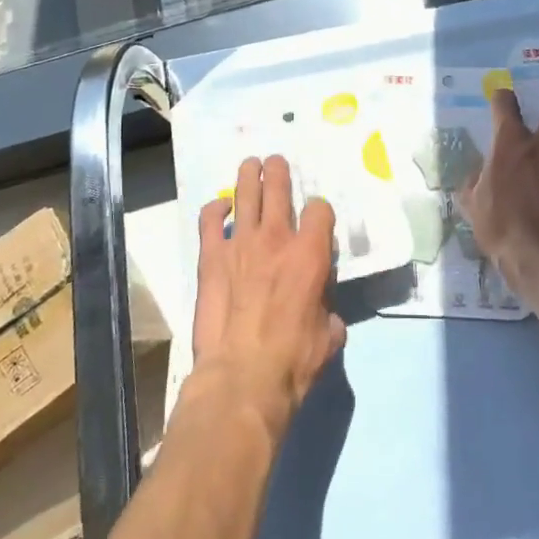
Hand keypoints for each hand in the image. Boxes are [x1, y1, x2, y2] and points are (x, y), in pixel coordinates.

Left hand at [189, 156, 346, 435]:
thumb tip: (326, 316)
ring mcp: (241, 243)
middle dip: (279, 171)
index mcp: (311, 254)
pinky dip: (215, 209)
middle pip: (279, 187)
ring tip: (251, 164)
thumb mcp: (328, 338)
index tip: (316, 219)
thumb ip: (329, 315)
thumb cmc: (292, 361)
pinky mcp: (211, 256)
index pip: (320, 210)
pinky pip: (210, 219)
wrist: (242, 376)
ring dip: (250, 175)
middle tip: (277, 162)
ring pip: (246, 193)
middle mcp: (278, 238)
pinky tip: (219, 207)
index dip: (320, 211)